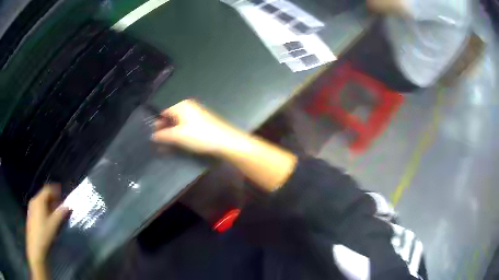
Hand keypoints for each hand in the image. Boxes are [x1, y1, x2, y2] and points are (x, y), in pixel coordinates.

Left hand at [27, 184, 69, 268]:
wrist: (35, 246)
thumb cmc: (44, 234)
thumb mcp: (54, 225)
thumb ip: (60, 214)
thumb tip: (67, 206)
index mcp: (39, 200)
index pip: (48, 190)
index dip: (55, 191)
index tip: (62, 197)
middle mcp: (34, 201)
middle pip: (43, 195)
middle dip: (52, 200)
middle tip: (60, 207)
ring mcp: (31, 208)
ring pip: (41, 202)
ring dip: (48, 206)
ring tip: (55, 215)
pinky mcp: (31, 215)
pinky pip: (38, 208)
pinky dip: (44, 210)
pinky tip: (48, 220)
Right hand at [152, 99, 244, 154]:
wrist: (225, 141)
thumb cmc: (199, 136)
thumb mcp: (178, 136)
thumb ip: (163, 135)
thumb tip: (153, 135)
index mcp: (181, 106)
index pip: (164, 113)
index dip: (158, 125)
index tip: (153, 137)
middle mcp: (188, 107)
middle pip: (171, 118)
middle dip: (164, 131)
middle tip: (159, 144)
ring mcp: (196, 115)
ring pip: (179, 124)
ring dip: (172, 135)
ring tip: (167, 147)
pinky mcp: (202, 123)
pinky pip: (187, 127)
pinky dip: (180, 135)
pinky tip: (178, 144)